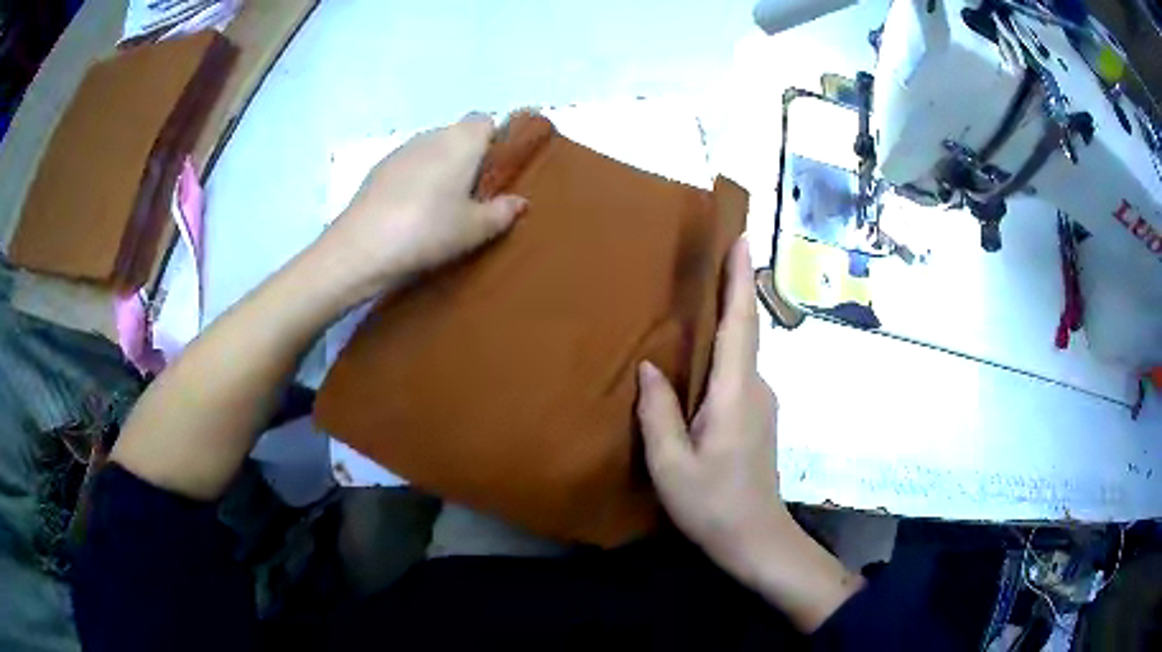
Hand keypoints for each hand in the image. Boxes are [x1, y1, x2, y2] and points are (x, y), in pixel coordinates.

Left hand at [317, 113, 527, 304]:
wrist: (362, 247)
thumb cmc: (428, 230)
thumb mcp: (474, 229)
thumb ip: (501, 212)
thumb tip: (519, 202)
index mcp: (461, 141)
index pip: (485, 121)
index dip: (493, 142)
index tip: (495, 173)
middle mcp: (432, 135)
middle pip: (457, 135)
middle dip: (468, 158)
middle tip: (472, 197)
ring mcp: (401, 150)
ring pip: (431, 151)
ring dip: (440, 169)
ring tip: (440, 208)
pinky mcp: (378, 169)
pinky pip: (408, 166)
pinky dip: (415, 180)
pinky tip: (410, 213)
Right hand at [636, 239, 790, 578]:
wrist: (755, 537)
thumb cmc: (712, 503)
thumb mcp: (671, 464)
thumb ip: (659, 412)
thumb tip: (650, 367)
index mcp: (735, 394)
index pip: (742, 323)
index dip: (742, 279)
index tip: (743, 239)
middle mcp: (756, 388)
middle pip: (746, 330)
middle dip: (735, 289)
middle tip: (714, 255)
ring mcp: (762, 402)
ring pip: (742, 353)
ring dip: (728, 320)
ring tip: (700, 298)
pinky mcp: (758, 416)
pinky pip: (739, 372)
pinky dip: (725, 351)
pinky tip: (701, 358)